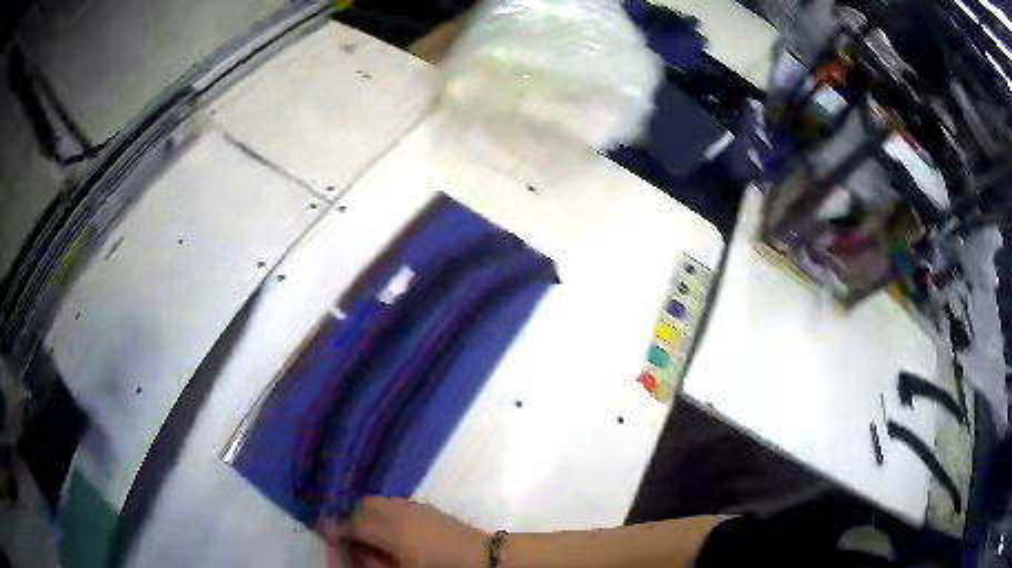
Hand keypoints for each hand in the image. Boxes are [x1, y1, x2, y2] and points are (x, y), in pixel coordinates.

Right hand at [341, 497, 487, 567]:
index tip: (328, 535)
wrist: (482, 557)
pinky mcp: (423, 505)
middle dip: (350, 518)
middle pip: (360, 506)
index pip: (351, 523)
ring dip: (365, 513)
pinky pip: (392, 503)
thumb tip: (352, 551)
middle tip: (349, 536)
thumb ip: (372, 562)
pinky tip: (388, 528)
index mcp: (389, 529)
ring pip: (376, 501)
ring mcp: (411, 505)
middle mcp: (396, 510)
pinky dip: (382, 511)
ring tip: (367, 532)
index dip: (336, 529)